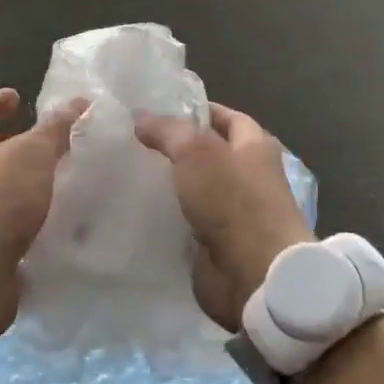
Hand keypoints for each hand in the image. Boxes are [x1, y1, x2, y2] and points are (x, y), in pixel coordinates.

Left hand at [0, 88, 88, 345]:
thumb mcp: (30, 155)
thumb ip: (55, 129)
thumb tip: (78, 99)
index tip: (16, 96)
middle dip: (15, 147)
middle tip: (50, 141)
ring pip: (5, 196)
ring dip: (32, 189)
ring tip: (71, 182)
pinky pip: (18, 234)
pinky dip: (39, 227)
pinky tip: (69, 226)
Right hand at [134, 103, 310, 330]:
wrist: (255, 274)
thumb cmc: (233, 201)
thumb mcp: (196, 152)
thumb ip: (167, 131)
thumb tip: (139, 117)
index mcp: (255, 146)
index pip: (226, 117)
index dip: (196, 110)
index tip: (159, 108)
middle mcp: (248, 175)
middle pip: (208, 154)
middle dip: (176, 148)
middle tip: (134, 140)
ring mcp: (233, 212)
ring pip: (194, 189)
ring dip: (168, 184)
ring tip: (128, 170)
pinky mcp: (216, 243)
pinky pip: (186, 221)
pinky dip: (166, 216)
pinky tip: (136, 208)